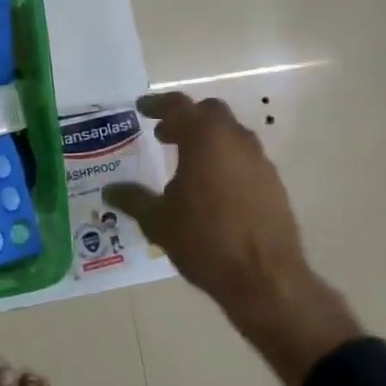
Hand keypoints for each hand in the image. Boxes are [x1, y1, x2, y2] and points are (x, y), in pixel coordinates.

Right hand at [106, 93, 360, 385]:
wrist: (266, 280)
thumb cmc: (205, 241)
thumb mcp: (158, 221)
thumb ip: (133, 199)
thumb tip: (110, 191)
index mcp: (204, 139)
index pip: (178, 106)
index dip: (157, 105)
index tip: (142, 108)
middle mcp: (235, 141)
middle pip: (210, 113)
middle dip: (186, 119)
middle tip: (164, 135)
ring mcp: (260, 162)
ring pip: (231, 135)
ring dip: (208, 140)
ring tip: (187, 163)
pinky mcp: (274, 185)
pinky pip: (245, 159)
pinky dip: (226, 161)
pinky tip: (212, 189)